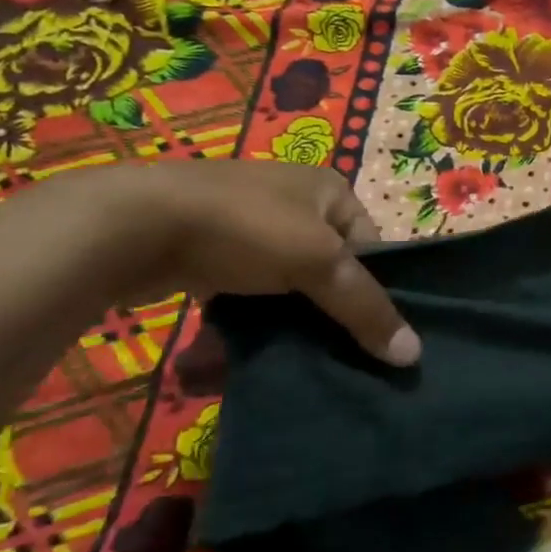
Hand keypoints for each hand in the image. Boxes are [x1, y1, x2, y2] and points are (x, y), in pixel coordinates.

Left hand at [32, 161, 420, 366]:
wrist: (135, 224)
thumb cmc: (245, 228)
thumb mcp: (318, 263)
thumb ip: (366, 308)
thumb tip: (415, 356)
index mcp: (329, 190)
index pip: (373, 249)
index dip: (376, 293)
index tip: (374, 338)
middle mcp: (295, 202)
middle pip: (331, 270)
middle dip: (332, 314)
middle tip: (341, 358)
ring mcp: (251, 226)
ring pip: (290, 286)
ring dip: (292, 322)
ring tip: (298, 361)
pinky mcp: (215, 253)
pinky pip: (250, 292)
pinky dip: (254, 320)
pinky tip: (252, 351)